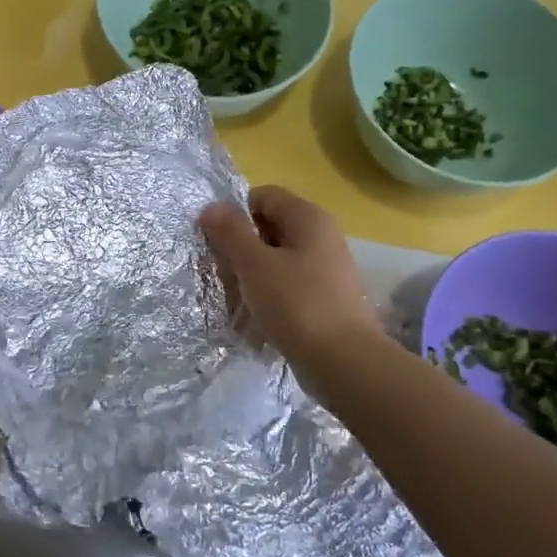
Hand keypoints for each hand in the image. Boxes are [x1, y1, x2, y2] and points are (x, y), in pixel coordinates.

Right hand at [198, 185, 383, 375]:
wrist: (344, 361)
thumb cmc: (296, 304)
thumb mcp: (254, 264)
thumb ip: (231, 232)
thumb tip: (212, 207)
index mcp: (309, 217)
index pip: (263, 196)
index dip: (235, 213)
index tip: (217, 243)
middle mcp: (323, 235)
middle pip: (271, 225)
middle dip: (243, 245)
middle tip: (223, 272)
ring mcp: (329, 267)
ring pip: (280, 257)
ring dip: (255, 272)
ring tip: (239, 297)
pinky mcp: (328, 296)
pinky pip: (292, 282)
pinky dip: (273, 292)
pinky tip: (262, 314)